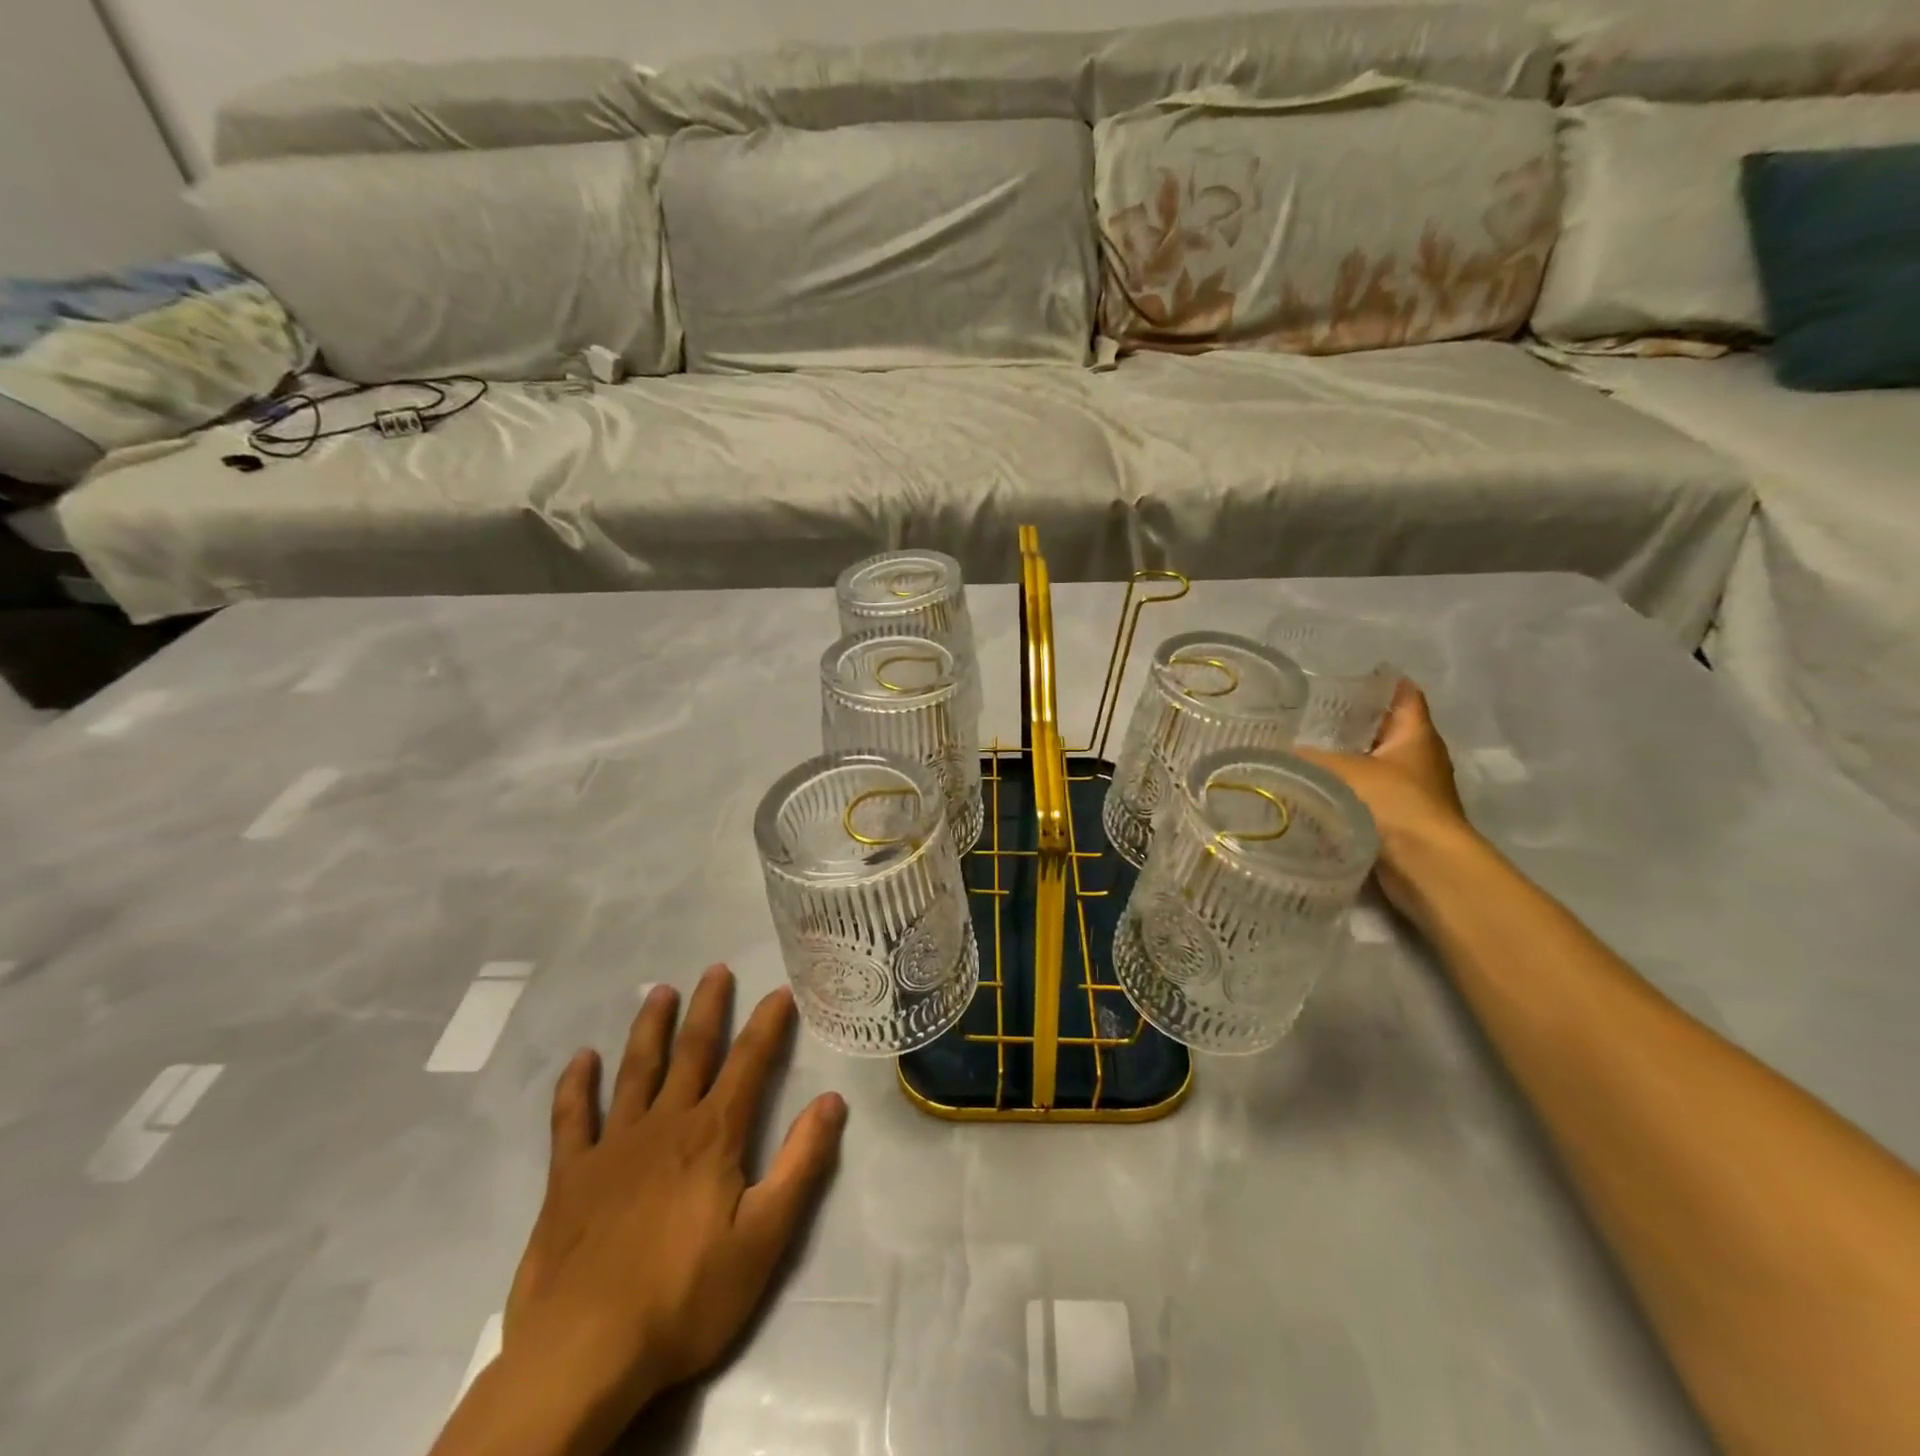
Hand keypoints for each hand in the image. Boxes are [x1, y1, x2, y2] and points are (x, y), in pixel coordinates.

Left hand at [471, 967, 845, 1454]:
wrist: (584, 1355)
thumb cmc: (685, 1298)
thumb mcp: (764, 1238)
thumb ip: (800, 1164)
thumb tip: (832, 1100)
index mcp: (713, 1135)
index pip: (749, 1063)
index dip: (767, 1024)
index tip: (780, 991)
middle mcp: (665, 1124)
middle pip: (691, 1051)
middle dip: (708, 1008)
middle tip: (715, 969)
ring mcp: (612, 1146)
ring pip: (636, 1071)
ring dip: (650, 1028)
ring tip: (660, 991)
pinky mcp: (570, 1177)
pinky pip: (572, 1119)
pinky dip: (576, 1086)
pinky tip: (581, 1059)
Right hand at [1294, 680, 1476, 913]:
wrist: (1425, 867)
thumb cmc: (1394, 804)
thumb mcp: (1341, 772)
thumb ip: (1306, 759)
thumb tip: (1271, 752)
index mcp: (1416, 735)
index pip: (1404, 695)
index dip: (1380, 682)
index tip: (1345, 675)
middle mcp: (1419, 759)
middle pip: (1385, 731)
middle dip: (1351, 723)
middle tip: (1308, 714)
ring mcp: (1412, 792)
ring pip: (1374, 765)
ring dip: (1346, 761)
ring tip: (1302, 751)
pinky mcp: (1399, 822)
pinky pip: (1367, 796)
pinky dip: (1345, 791)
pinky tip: (1313, 791)